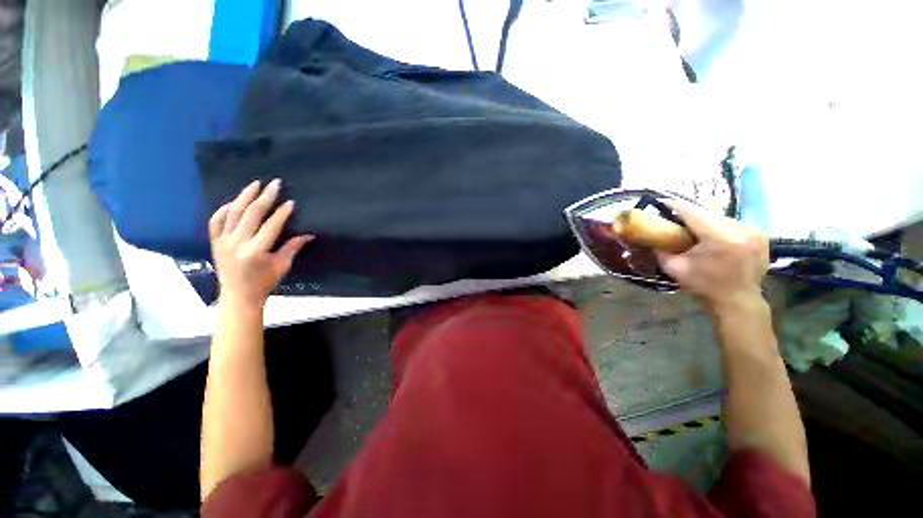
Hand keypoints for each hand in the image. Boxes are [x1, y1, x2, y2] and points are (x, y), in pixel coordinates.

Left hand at [209, 179, 312, 311]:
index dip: (282, 212)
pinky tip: (233, 202)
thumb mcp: (282, 266)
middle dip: (265, 197)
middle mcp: (237, 243)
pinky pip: (216, 222)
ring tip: (255, 184)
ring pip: (233, 213)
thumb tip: (308, 234)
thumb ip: (292, 248)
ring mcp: (223, 242)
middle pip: (251, 214)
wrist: (237, 296)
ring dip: (245, 197)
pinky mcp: (215, 242)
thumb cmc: (264, 282)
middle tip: (274, 184)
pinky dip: (223, 210)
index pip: (271, 226)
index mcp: (256, 251)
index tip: (290, 202)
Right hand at [655, 199, 769, 313]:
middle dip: (692, 216)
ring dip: (707, 222)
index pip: (693, 213)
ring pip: (722, 218)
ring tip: (696, 230)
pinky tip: (715, 237)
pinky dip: (722, 228)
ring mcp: (754, 232)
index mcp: (719, 238)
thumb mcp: (674, 268)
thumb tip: (653, 237)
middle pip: (709, 214)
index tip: (663, 202)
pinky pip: (735, 225)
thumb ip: (661, 250)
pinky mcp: (761, 236)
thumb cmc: (703, 286)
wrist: (737, 301)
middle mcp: (740, 230)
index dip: (676, 206)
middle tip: (678, 220)